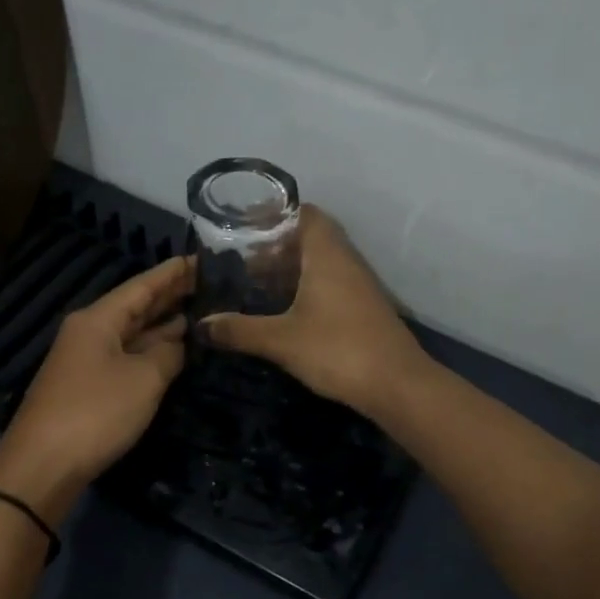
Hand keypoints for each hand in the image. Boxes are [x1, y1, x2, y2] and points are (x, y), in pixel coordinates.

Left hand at [0, 256, 194, 514]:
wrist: (43, 466)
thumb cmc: (96, 413)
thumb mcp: (144, 379)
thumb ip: (168, 353)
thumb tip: (179, 341)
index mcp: (98, 319)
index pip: (142, 285)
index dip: (173, 272)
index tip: (202, 258)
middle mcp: (90, 332)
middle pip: (135, 306)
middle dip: (170, 294)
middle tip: (209, 282)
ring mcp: (87, 360)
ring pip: (132, 332)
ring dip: (163, 323)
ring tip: (200, 310)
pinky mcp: (88, 386)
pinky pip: (126, 356)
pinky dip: (151, 349)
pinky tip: (173, 349)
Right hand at [202, 206, 429, 417]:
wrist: (397, 384)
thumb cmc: (338, 350)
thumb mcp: (281, 340)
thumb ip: (240, 330)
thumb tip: (202, 325)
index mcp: (327, 254)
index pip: (304, 213)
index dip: (275, 214)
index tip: (245, 225)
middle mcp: (346, 260)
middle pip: (311, 236)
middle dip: (277, 244)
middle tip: (244, 258)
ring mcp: (359, 284)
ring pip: (322, 261)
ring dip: (292, 267)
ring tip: (258, 282)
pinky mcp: (364, 307)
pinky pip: (331, 282)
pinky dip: (307, 286)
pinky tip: (286, 308)